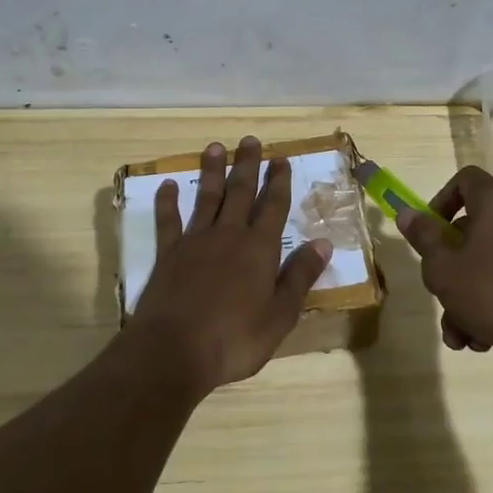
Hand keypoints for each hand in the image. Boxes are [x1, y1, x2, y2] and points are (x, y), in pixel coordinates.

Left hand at [129, 136, 331, 392]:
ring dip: (212, 172)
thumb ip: (300, 276)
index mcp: (259, 249)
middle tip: (250, 141)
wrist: (174, 351)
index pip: (273, 207)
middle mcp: (228, 235)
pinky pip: (168, 221)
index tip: (280, 159)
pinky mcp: (168, 254)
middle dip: (247, 166)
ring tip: (215, 147)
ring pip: (206, 198)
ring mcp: (195, 242)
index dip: (278, 182)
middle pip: (240, 192)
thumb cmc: (235, 339)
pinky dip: (168, 202)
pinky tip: (168, 185)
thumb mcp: (280, 315)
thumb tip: (324, 243)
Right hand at [397, 165, 492, 356]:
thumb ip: (423, 237)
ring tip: (458, 334)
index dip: (440, 200)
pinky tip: (480, 339)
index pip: (464, 179)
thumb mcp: (443, 267)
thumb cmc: (491, 292)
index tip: (429, 232)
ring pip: (487, 262)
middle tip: (438, 292)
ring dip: (466, 296)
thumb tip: (407, 213)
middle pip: (472, 229)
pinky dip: (491, 303)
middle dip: (449, 267)